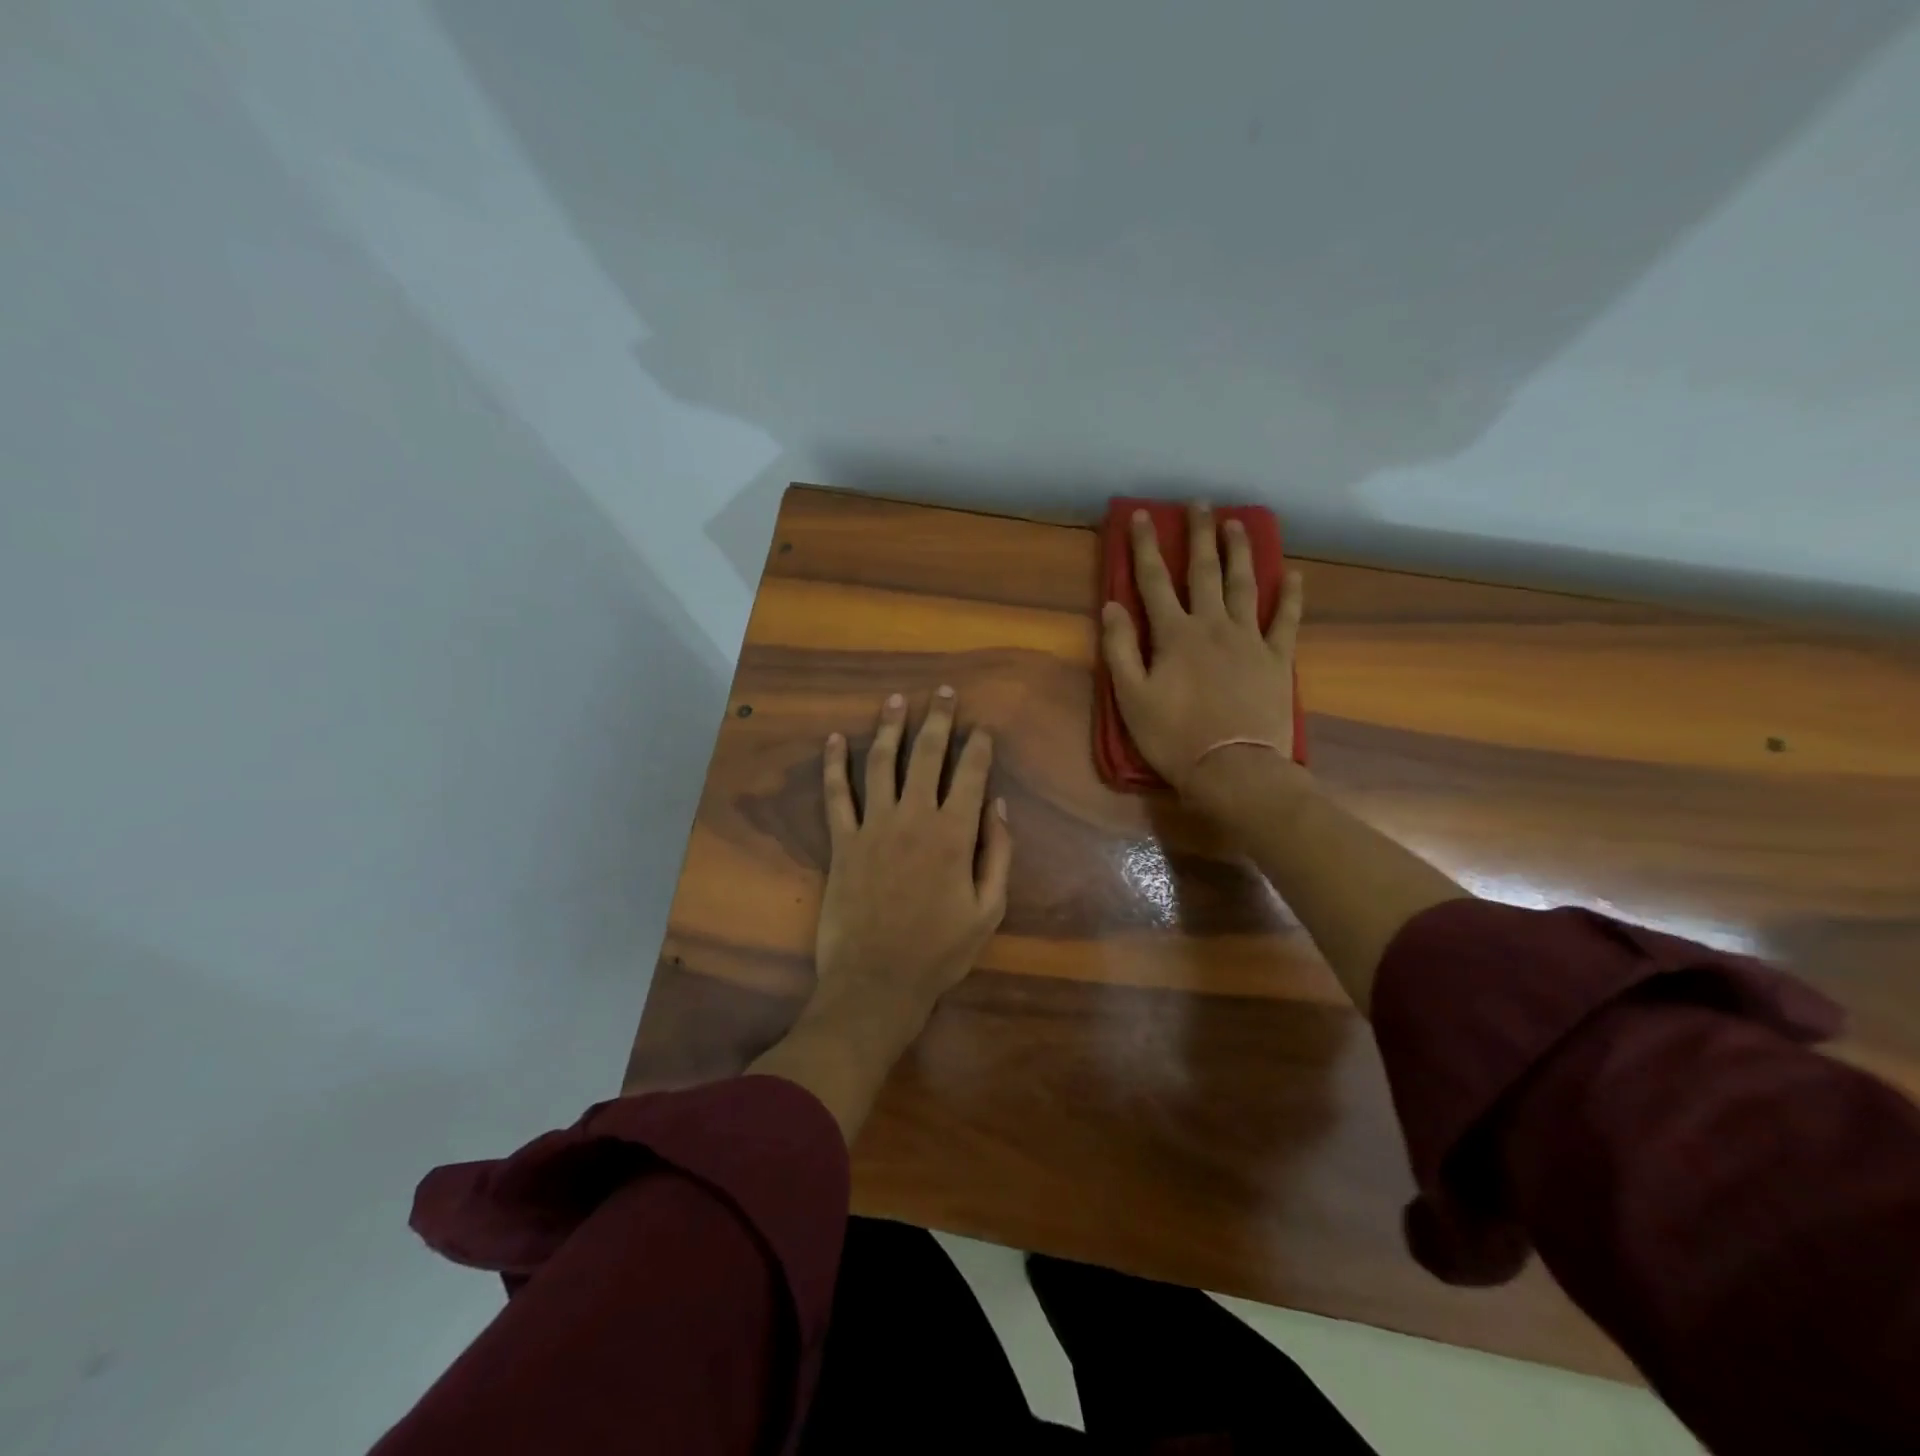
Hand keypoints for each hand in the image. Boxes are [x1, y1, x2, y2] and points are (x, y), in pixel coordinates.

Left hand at [750, 687, 1011, 1142]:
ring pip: (880, 763)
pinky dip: (833, 765)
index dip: (978, 746)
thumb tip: (998, 805)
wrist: (877, 982)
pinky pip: (836, 795)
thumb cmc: (940, 951)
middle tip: (943, 693)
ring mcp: (873, 826)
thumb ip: (998, 854)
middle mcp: (914, 818)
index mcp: (954, 834)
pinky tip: (832, 739)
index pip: (970, 774)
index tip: (982, 727)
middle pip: (926, 755)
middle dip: (938, 719)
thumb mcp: (989, 910)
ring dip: (889, 728)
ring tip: (896, 700)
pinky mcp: (842, 842)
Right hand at [1101, 502, 1305, 801]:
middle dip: (1199, 535)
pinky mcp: (1277, 659)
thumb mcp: (1131, 697)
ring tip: (1238, 524)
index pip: (1155, 581)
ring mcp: (1250, 640)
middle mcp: (1213, 626)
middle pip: (1205, 571)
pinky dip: (1291, 596)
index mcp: (1174, 634)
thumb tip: (1112, 605)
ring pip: (1245, 585)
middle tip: (1199, 504)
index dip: (1146, 546)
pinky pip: (1286, 620)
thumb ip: (1120, 649)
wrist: (1234, 769)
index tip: (1142, 516)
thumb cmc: (1174, 737)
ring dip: (1240, 552)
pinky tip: (1294, 574)